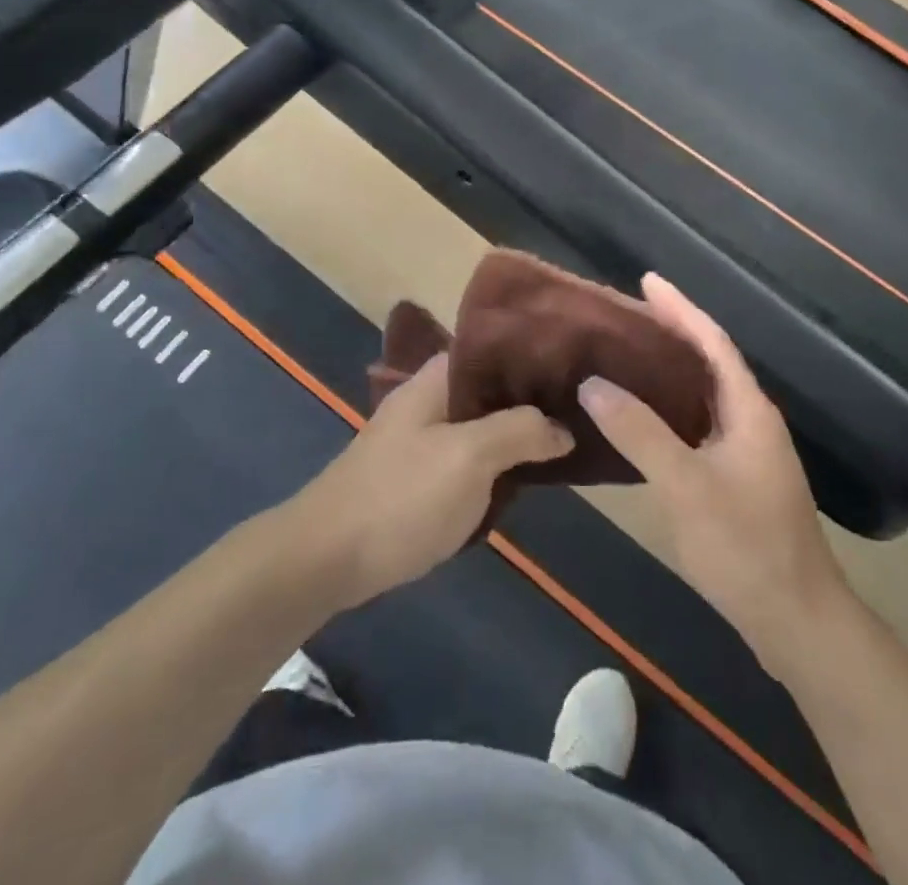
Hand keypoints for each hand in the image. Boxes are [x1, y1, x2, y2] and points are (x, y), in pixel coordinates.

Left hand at [289, 353, 574, 610]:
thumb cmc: (401, 496)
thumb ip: (520, 431)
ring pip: (481, 425)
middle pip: (490, 388)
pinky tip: (524, 476)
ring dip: (516, 433)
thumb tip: (563, 427)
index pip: (492, 348)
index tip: (574, 367)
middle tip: (580, 409)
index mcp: (436, 380)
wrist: (327, 559)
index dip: (532, 354)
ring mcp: (421, 440)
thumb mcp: (469, 456)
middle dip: (531, 398)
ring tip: (565, 439)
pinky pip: (468, 458)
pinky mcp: (418, 477)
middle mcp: (429, 401)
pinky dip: (496, 462)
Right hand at [579, 275, 847, 675]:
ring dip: (671, 369)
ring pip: (705, 394)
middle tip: (626, 314)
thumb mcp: (686, 486)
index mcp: (748, 410)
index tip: (646, 280)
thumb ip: (640, 432)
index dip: (680, 308)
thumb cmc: (745, 547)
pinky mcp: (739, 479)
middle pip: (710, 361)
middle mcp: (752, 421)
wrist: (798, 622)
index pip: (712, 341)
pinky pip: (700, 423)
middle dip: (673, 331)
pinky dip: (672, 407)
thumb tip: (592, 383)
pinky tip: (644, 417)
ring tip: (628, 354)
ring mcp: (748, 452)